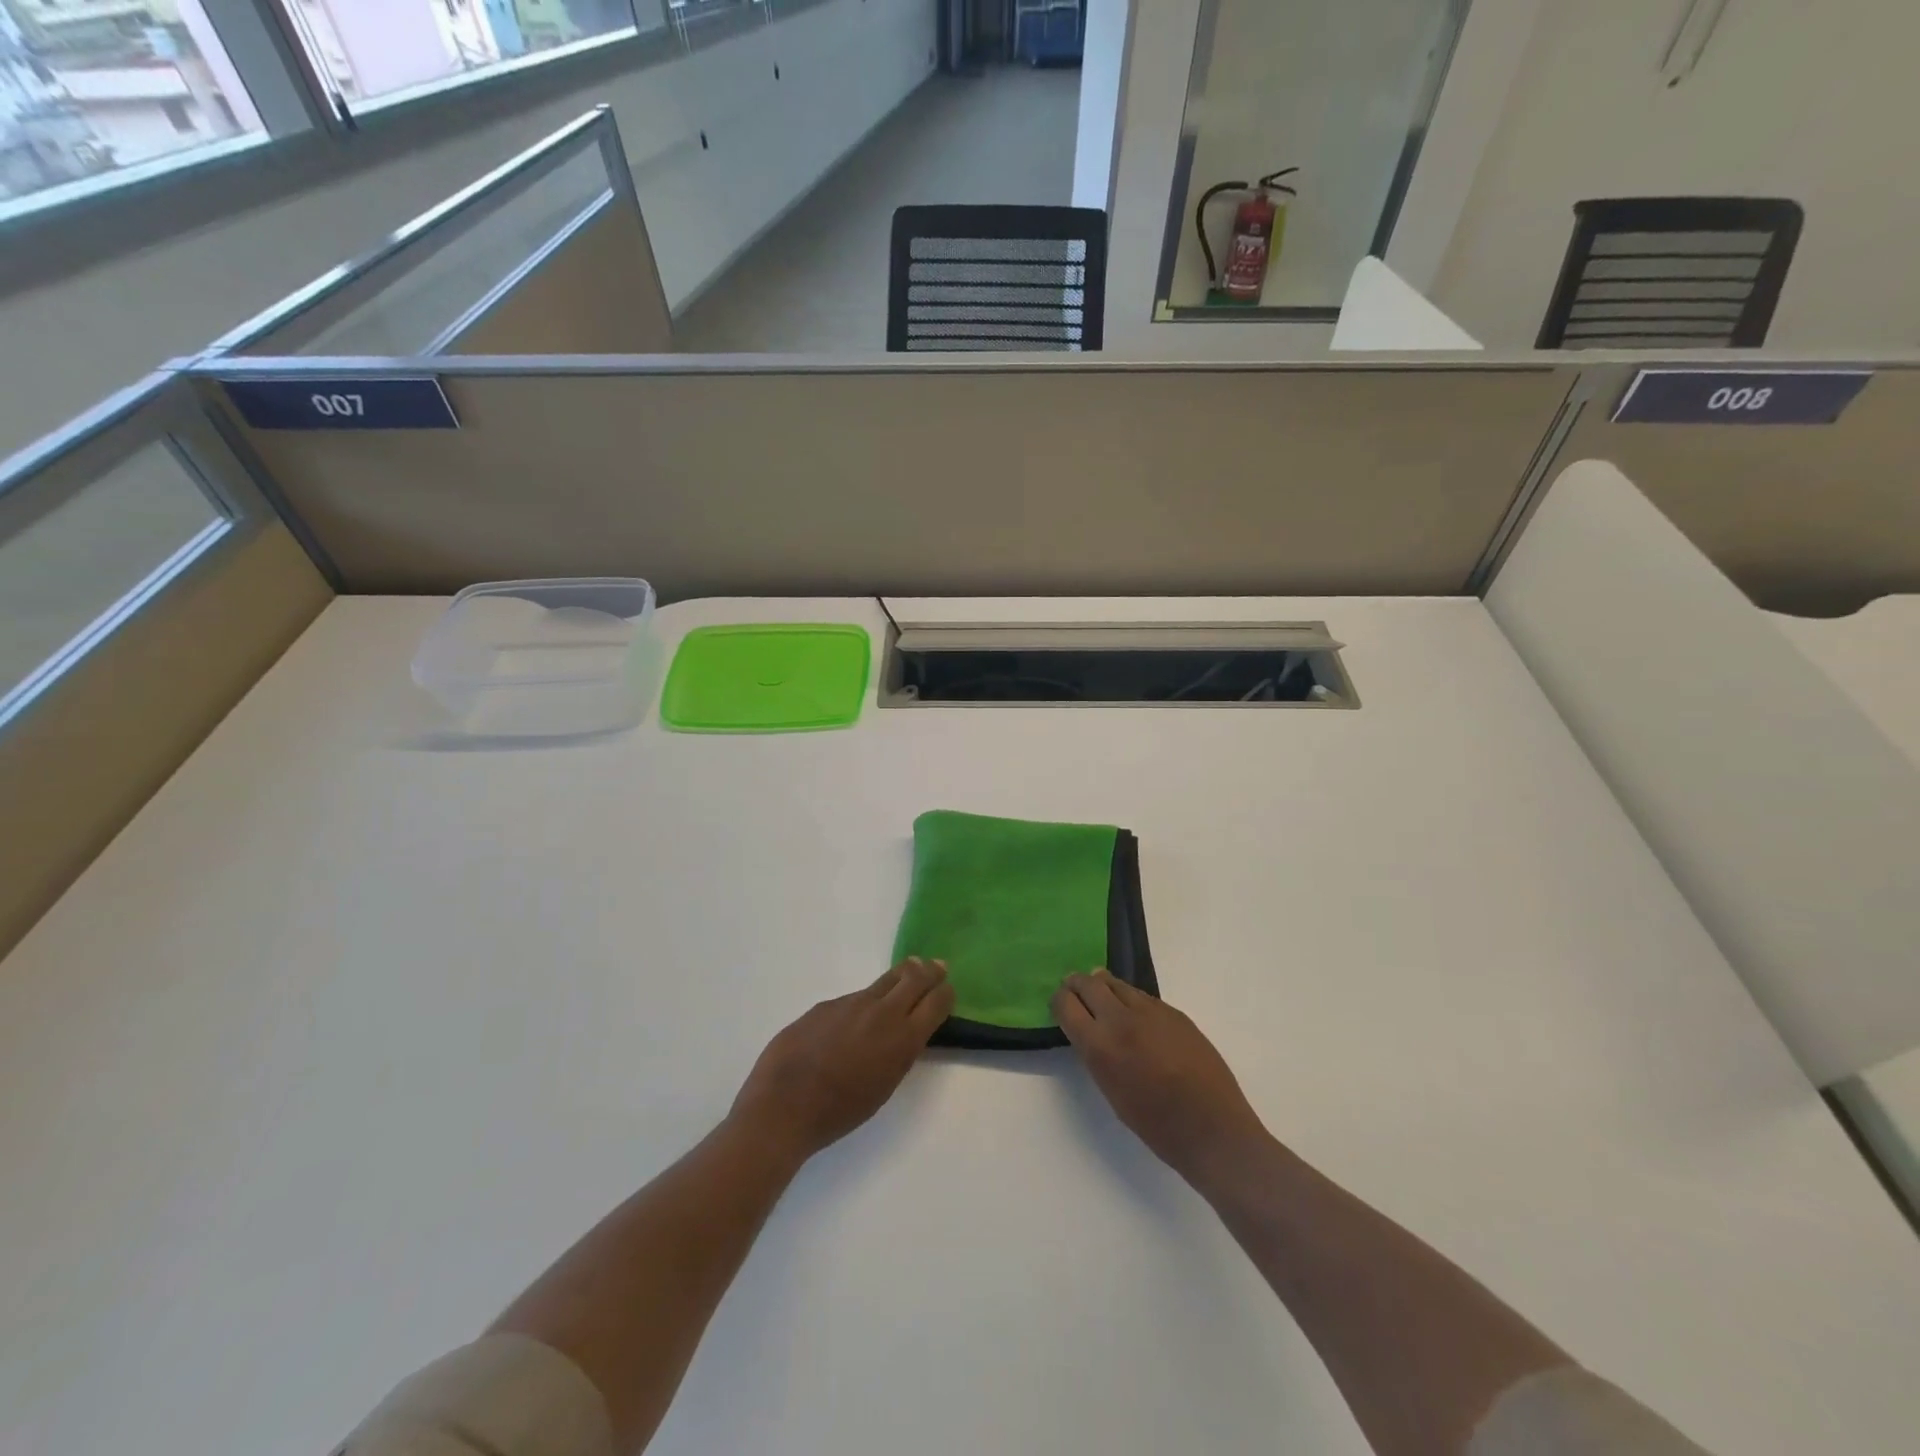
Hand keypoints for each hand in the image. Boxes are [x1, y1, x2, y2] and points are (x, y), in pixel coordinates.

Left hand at [731, 958, 954, 1161]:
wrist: (784, 1107)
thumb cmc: (839, 1112)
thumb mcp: (884, 1086)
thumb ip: (898, 1053)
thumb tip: (903, 1033)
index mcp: (902, 1039)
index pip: (936, 1002)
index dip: (945, 993)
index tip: (948, 989)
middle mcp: (881, 1012)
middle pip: (914, 978)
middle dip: (929, 971)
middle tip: (937, 966)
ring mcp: (851, 1003)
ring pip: (883, 982)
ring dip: (899, 978)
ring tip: (906, 975)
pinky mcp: (825, 1005)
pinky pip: (853, 999)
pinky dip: (863, 1003)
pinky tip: (853, 1020)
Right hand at [1053, 972, 1270, 1189]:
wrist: (1213, 1129)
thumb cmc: (1157, 1126)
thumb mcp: (1111, 1092)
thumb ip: (1097, 1055)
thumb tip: (1090, 1033)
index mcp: (1100, 1046)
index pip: (1066, 1004)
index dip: (1059, 1001)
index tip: (1059, 1006)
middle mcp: (1121, 1020)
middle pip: (1088, 984)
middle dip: (1076, 985)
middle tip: (1074, 992)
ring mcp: (1151, 1011)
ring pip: (1116, 983)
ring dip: (1103, 987)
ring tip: (1102, 996)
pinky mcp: (1174, 1012)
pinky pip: (1142, 996)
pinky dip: (1130, 999)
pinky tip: (1135, 1015)